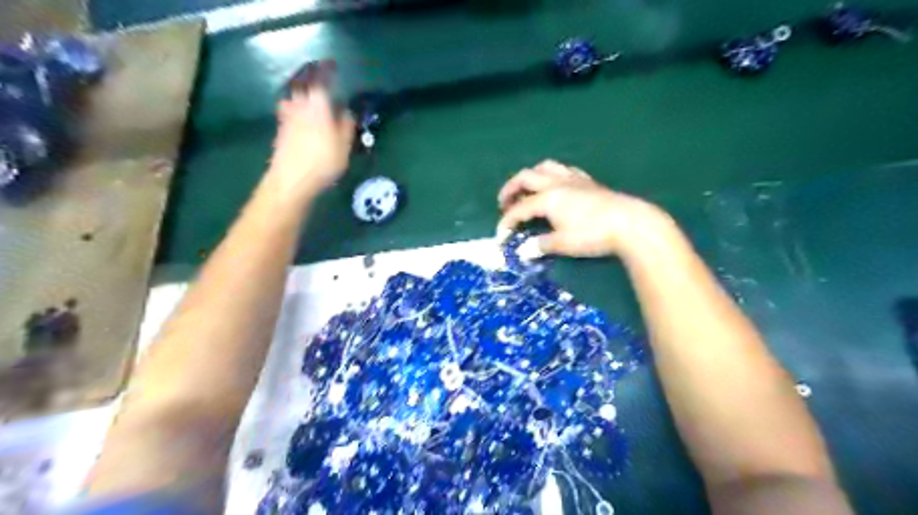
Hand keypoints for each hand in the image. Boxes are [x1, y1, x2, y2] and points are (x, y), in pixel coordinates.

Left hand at [269, 83, 353, 200]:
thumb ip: (346, 126)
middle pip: (302, 87)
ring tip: (309, 98)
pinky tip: (300, 118)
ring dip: (301, 95)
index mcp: (317, 106)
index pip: (321, 82)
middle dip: (310, 81)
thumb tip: (347, 111)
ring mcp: (287, 119)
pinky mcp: (281, 132)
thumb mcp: (343, 146)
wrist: (290, 180)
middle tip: (319, 79)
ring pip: (293, 99)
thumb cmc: (322, 162)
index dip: (326, 72)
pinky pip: (288, 112)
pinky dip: (294, 109)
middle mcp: (299, 107)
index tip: (332, 65)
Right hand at [495, 158, 680, 258]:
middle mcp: (556, 183)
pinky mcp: (588, 182)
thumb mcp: (563, 243)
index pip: (520, 208)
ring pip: (545, 168)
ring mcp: (573, 179)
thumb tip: (523, 251)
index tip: (501, 235)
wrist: (630, 223)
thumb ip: (540, 245)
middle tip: (504, 204)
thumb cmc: (593, 234)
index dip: (507, 221)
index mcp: (547, 198)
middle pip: (526, 178)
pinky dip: (553, 175)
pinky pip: (564, 170)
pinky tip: (556, 186)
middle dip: (511, 189)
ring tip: (527, 190)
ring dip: (531, 177)